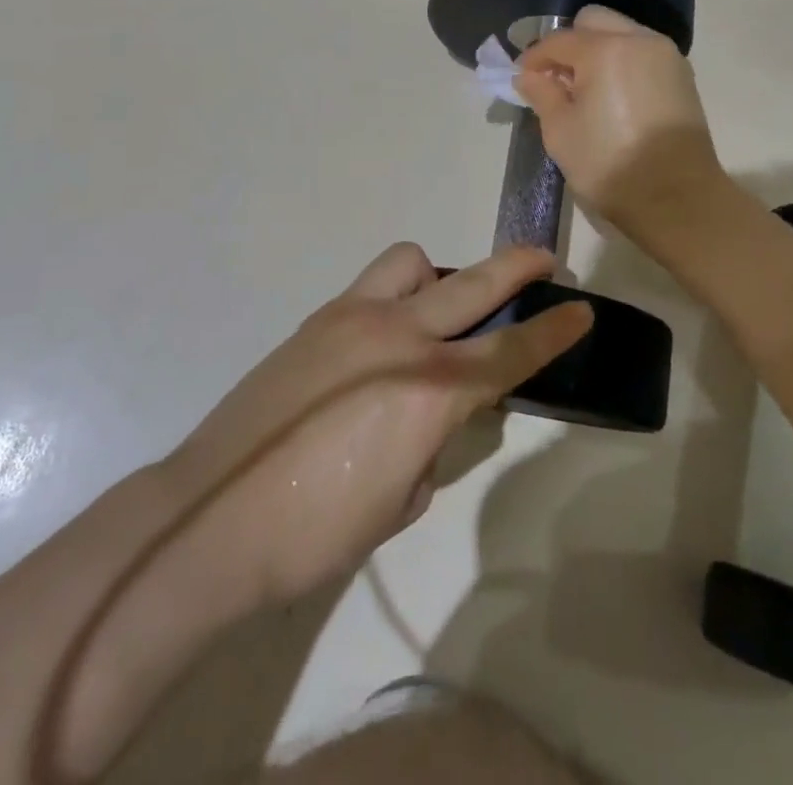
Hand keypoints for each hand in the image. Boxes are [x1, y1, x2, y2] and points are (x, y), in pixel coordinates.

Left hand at [161, 245, 591, 609]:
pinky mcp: (318, 319)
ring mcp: (352, 318)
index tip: (581, 308)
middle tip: (544, 261)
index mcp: (427, 392)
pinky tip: (383, 338)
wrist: (211, 517)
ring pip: (413, 262)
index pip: (509, 353)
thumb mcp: (400, 502)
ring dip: (439, 275)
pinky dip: (396, 294)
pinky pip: (373, 285)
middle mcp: (397, 337)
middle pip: (473, 285)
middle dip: (516, 267)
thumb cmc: (315, 533)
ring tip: (439, 310)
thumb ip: (433, 445)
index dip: (553, 330)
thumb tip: (435, 419)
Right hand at [514, 5, 725, 233]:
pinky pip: (642, 53)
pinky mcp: (681, 75)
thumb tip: (529, 76)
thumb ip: (542, 94)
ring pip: (621, 33)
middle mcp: (639, 40)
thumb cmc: (609, 164)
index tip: (521, 78)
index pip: (558, 40)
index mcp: (605, 50)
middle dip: (570, 44)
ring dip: (597, 50)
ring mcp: (665, 55)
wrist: (676, 198)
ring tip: (584, 89)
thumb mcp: (561, 131)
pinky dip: (621, 62)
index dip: (534, 57)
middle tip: (556, 78)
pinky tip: (611, 95)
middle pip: (594, 21)